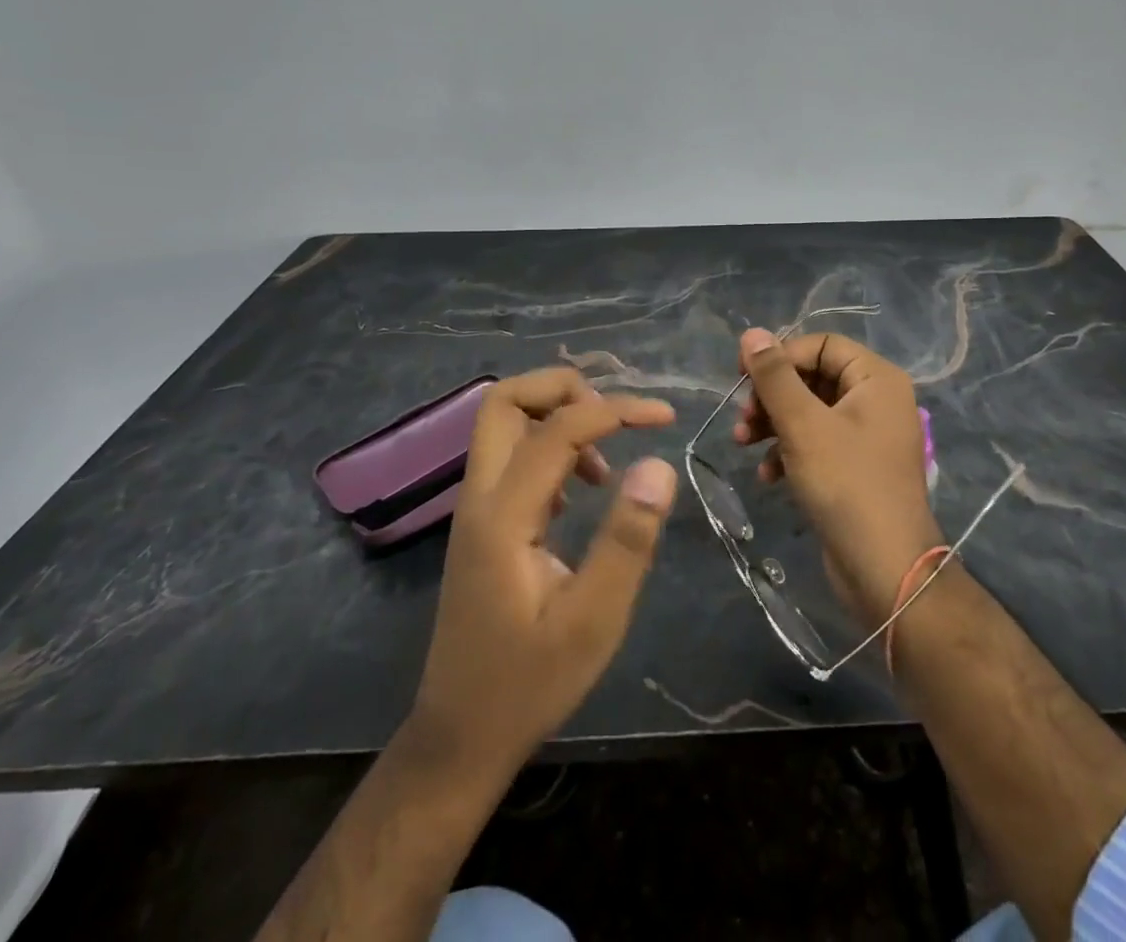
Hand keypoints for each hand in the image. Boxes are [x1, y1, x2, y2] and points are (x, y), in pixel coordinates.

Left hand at [411, 369, 677, 778]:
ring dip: (558, 416)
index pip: (558, 428)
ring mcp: (476, 508)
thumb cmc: (529, 683)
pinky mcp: (484, 522)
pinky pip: (512, 454)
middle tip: (616, 416)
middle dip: (566, 388)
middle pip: (504, 400)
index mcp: (503, 516)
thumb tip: (658, 464)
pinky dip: (551, 446)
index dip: (616, 409)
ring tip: (607, 460)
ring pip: (504, 422)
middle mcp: (480, 497)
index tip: (665, 418)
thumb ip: (627, 540)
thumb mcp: (593, 621)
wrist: (460, 736)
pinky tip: (585, 489)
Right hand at [732, 329, 944, 628]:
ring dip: (773, 423)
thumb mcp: (803, 424)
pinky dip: (790, 451)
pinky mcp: (856, 468)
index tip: (742, 378)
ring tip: (743, 444)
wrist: (886, 570)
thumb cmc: (846, 484)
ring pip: (810, 411)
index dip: (780, 356)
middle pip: (813, 376)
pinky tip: (768, 476)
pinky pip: (817, 443)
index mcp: (876, 378)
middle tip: (742, 419)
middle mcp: (876, 399)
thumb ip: (775, 376)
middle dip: (772, 396)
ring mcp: (868, 435)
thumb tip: (752, 333)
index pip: (820, 344)